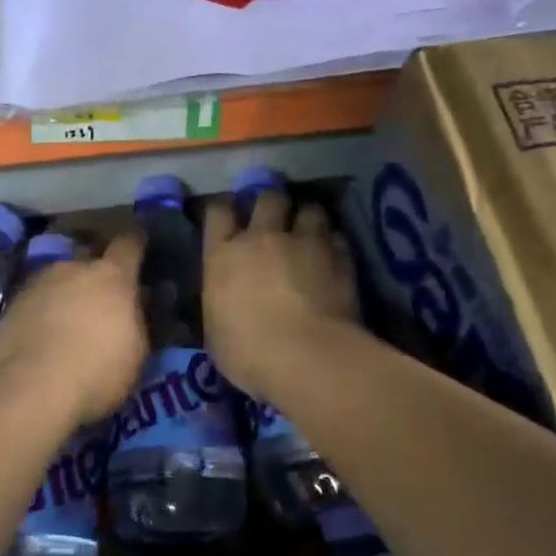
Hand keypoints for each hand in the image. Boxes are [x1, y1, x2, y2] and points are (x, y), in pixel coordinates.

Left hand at [0, 233, 147, 426]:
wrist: (30, 389)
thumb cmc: (97, 370)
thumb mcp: (137, 351)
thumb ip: (137, 317)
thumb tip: (137, 300)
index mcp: (111, 276)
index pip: (128, 243)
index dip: (135, 243)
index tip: (139, 245)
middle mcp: (73, 268)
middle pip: (88, 256)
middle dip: (95, 270)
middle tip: (101, 295)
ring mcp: (39, 282)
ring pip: (58, 277)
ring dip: (66, 290)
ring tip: (67, 318)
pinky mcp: (13, 303)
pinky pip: (36, 298)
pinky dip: (42, 309)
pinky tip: (42, 333)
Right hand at [204, 190, 359, 395]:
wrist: (306, 357)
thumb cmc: (248, 352)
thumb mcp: (216, 330)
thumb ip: (221, 303)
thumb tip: (226, 299)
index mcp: (223, 255)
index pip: (218, 212)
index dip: (223, 209)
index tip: (227, 213)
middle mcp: (262, 238)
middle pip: (267, 198)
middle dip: (271, 201)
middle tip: (275, 212)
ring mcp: (304, 243)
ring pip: (308, 209)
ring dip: (307, 215)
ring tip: (309, 226)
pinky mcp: (338, 257)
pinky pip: (336, 237)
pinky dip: (333, 242)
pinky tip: (333, 253)